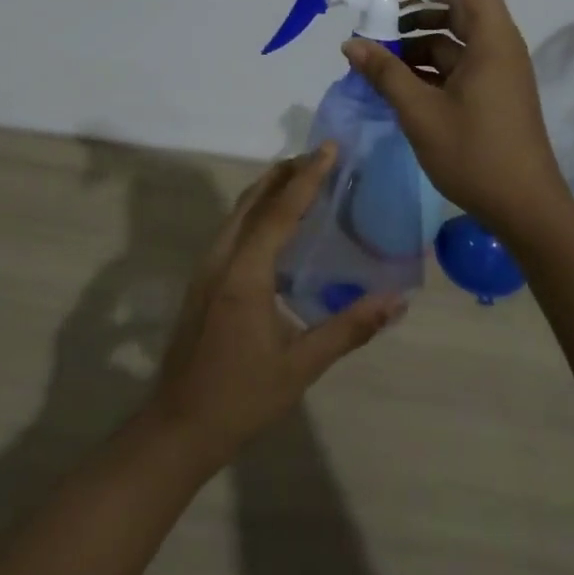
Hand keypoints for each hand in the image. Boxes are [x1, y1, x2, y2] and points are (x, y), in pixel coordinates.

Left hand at [147, 146, 403, 468]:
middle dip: (286, 172)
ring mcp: (206, 267)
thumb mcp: (300, 367)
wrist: (177, 427)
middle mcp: (221, 258)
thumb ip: (348, 329)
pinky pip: (232, 228)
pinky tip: (276, 225)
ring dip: (269, 188)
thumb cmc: (241, 398)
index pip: (279, 211)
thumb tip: (395, 301)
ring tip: (302, 178)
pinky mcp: (202, 279)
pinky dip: (256, 210)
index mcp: (245, 273)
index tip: (329, 148)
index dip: (307, 177)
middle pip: (254, 200)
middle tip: (320, 156)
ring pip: (239, 211)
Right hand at [343, 0, 569, 238]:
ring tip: (378, 64)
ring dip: (416, 45)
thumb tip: (351, 44)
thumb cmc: (475, 153)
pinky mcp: (492, 95)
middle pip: (457, 8)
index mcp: (492, 39)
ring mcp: (497, 72)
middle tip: (376, 33)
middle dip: (414, 14)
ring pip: (453, 40)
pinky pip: (457, 66)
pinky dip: (428, 69)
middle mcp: (499, 47)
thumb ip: (384, 73)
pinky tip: (397, 88)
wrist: (526, 209)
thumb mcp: (420, 112)